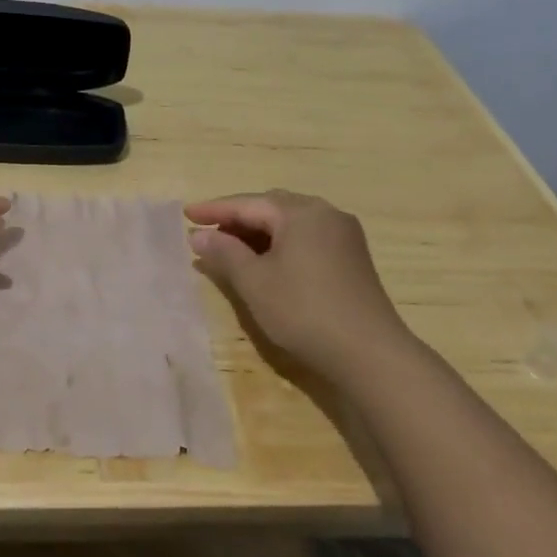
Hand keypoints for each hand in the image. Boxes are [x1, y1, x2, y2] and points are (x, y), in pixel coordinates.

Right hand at [185, 190, 418, 385]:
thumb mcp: (254, 282)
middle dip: (238, 218)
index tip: (186, 214)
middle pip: (271, 207)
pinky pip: (307, 238)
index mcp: (300, 212)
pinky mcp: (352, 257)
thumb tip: (200, 234)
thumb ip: (225, 253)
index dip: (215, 210)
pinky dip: (280, 244)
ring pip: (290, 223)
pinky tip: (266, 262)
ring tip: (231, 249)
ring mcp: (343, 235)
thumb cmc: (304, 311)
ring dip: (259, 232)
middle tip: (208, 233)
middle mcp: (325, 213)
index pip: (248, 203)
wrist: (370, 353)